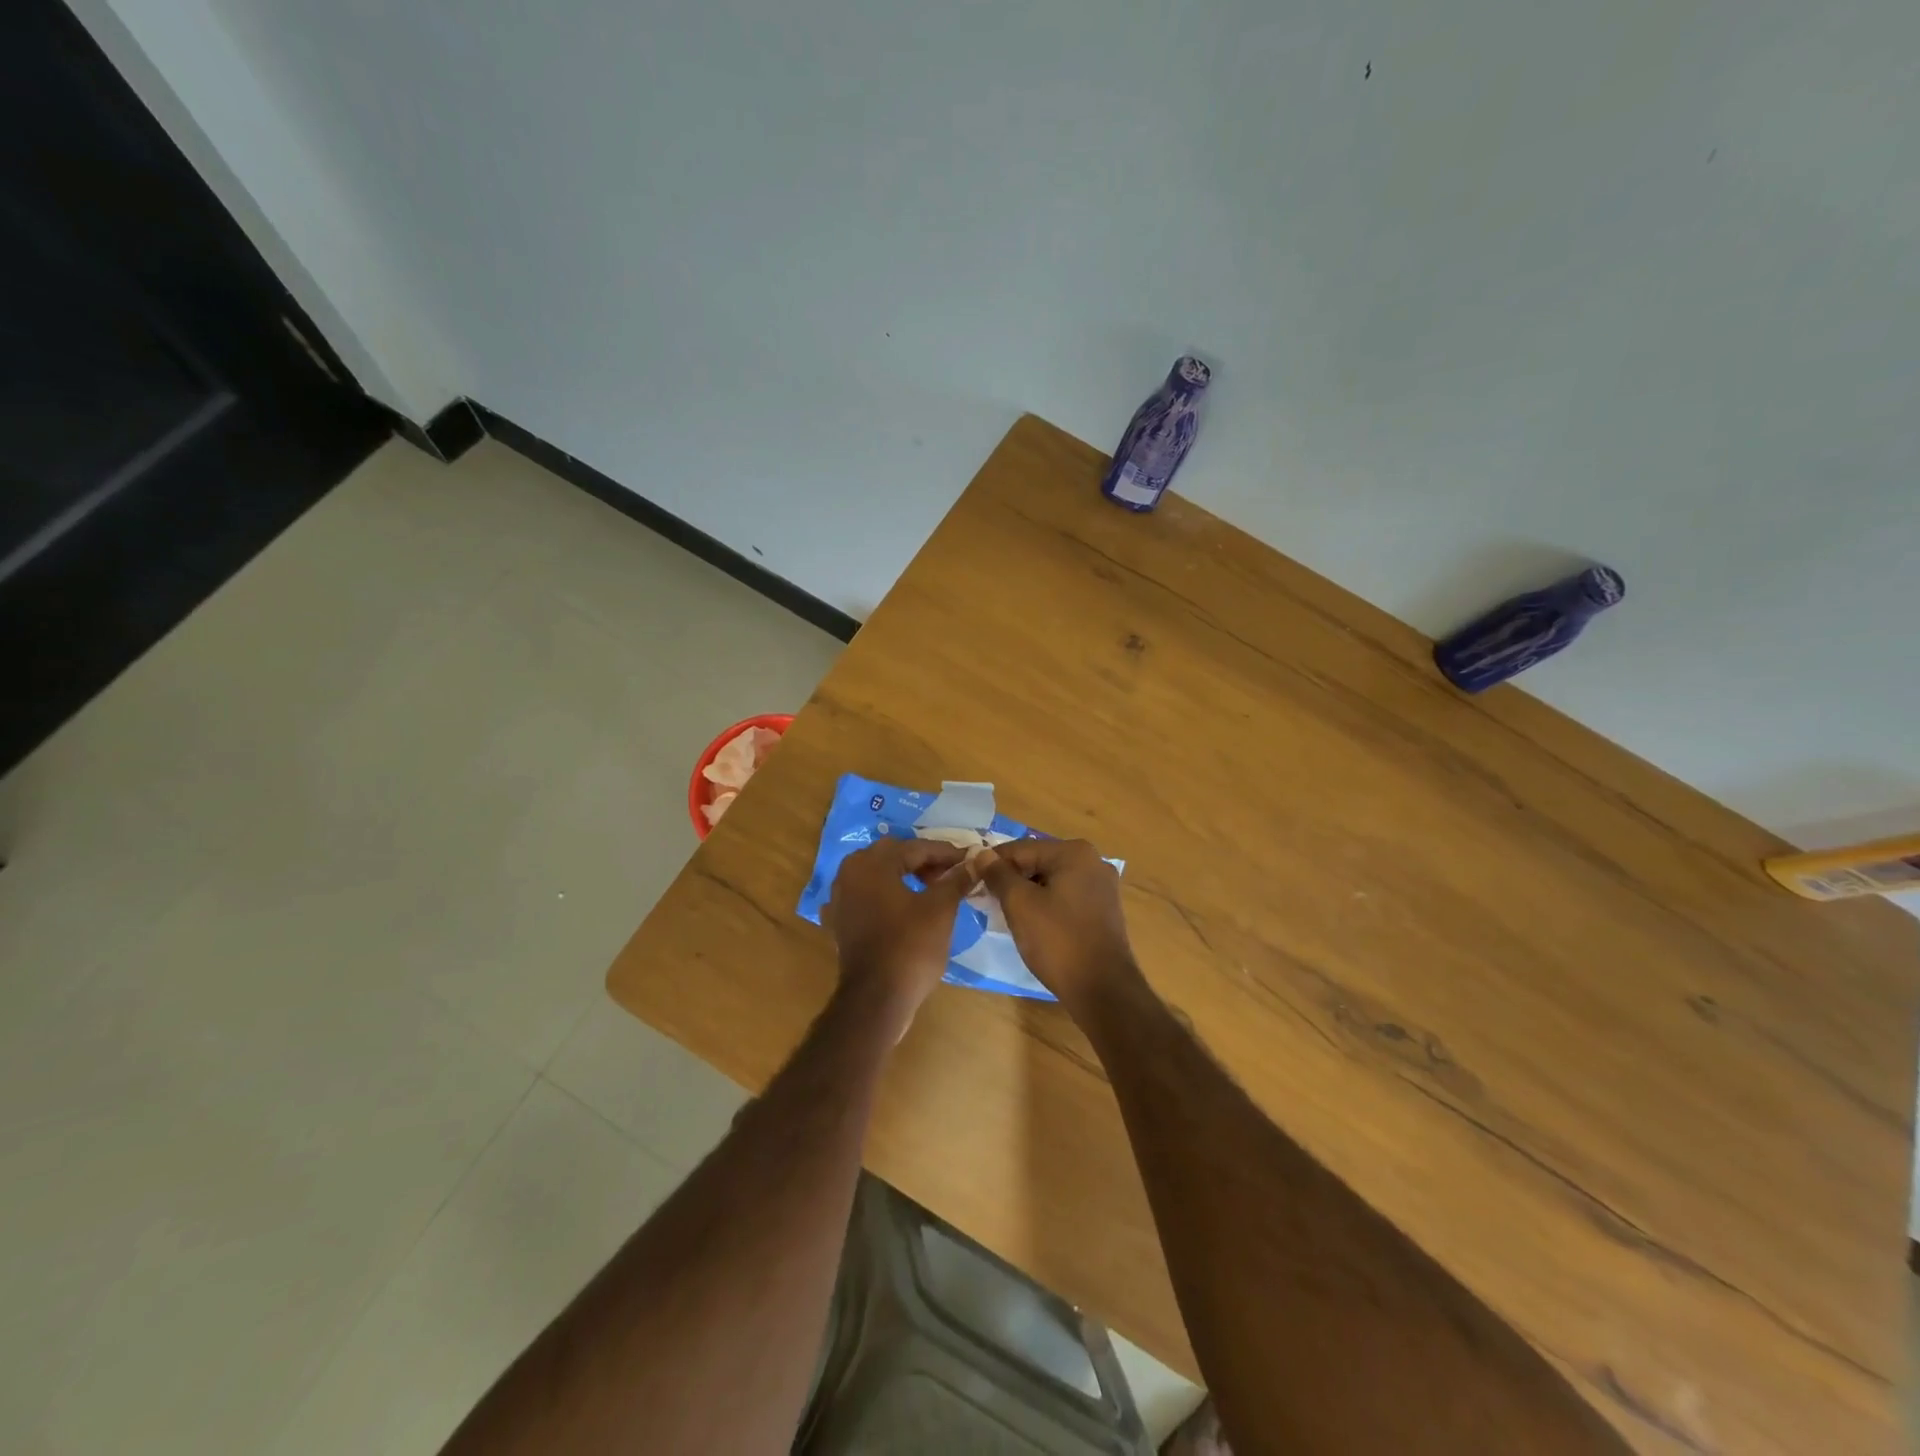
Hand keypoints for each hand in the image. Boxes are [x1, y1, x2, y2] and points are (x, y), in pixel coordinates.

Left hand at [823, 838, 980, 1025]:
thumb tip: (976, 861)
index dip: (946, 853)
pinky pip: (864, 898)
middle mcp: (849, 873)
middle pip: (892, 856)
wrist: (876, 1000)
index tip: (969, 859)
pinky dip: (883, 898)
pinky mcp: (838, 923)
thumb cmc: (910, 947)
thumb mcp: (940, 909)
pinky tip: (897, 908)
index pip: (916, 847)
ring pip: (876, 876)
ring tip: (930, 890)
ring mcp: (839, 899)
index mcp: (873, 863)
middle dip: (923, 862)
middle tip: (951, 874)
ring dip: (903, 877)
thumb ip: (956, 880)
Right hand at [976, 838, 1141, 1014]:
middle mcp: (1093, 861)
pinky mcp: (1103, 910)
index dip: (992, 863)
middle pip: (1038, 861)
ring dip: (1026, 893)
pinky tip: (1030, 923)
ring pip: (1051, 880)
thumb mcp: (1020, 905)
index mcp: (1074, 852)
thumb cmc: (1058, 941)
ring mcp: (1101, 886)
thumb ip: (998, 875)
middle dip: (1010, 878)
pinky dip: (1045, 904)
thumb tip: (981, 854)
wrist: (1103, 990)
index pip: (1020, 848)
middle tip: (985, 899)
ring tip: (1003, 913)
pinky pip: (1065, 897)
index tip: (970, 879)